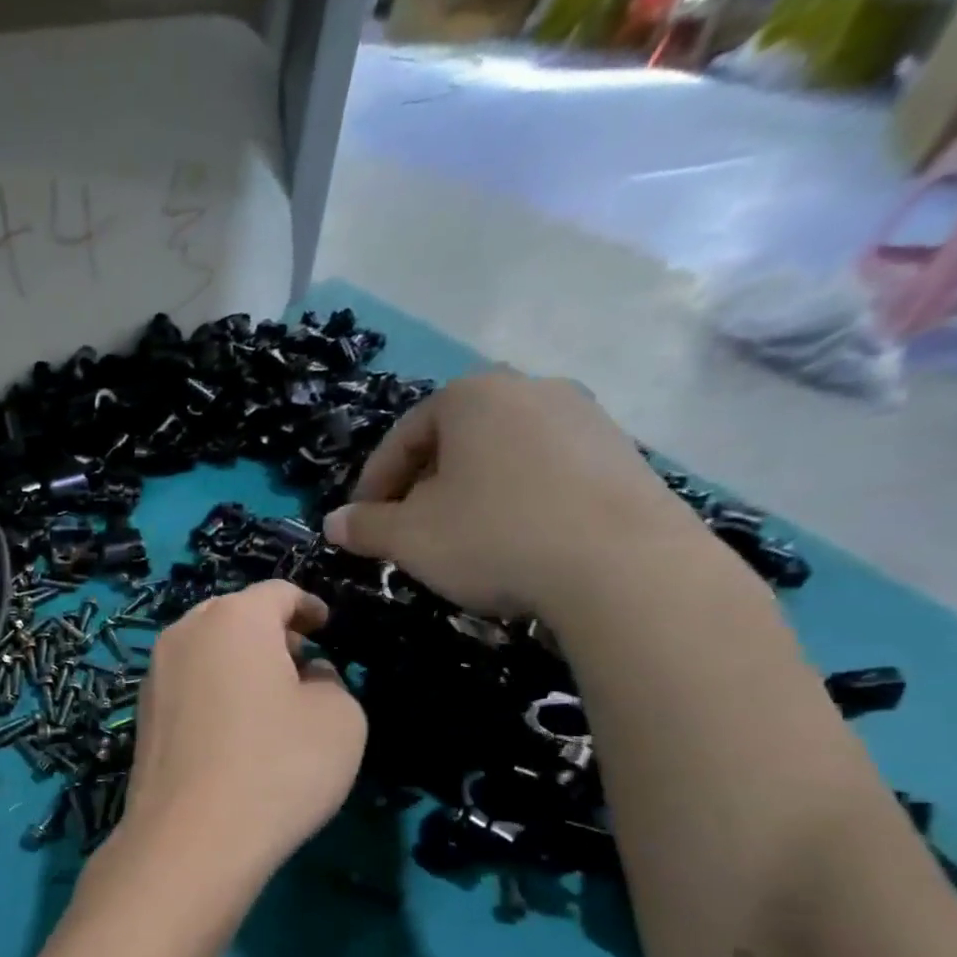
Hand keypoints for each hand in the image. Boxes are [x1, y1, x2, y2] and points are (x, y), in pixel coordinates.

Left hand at [121, 580, 365, 888]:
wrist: (191, 836)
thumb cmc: (278, 766)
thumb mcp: (340, 719)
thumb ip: (331, 681)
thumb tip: (306, 675)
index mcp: (234, 619)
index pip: (278, 592)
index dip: (308, 606)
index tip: (326, 627)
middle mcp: (184, 633)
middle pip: (233, 615)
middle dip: (270, 631)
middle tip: (300, 660)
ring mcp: (154, 674)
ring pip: (205, 649)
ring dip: (238, 661)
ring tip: (268, 697)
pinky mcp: (142, 714)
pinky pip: (186, 684)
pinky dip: (213, 689)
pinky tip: (232, 728)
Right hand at [321, 371, 708, 618]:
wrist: (623, 566)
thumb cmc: (494, 536)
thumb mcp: (409, 538)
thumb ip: (365, 527)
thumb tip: (333, 523)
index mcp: (471, 397)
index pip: (402, 436)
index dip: (373, 483)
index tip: (362, 523)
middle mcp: (529, 389)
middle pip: (454, 440)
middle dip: (422, 486)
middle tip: (407, 530)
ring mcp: (585, 417)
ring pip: (501, 455)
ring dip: (470, 493)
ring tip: (461, 539)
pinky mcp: (621, 453)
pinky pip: (546, 471)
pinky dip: (517, 499)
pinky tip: (516, 541)